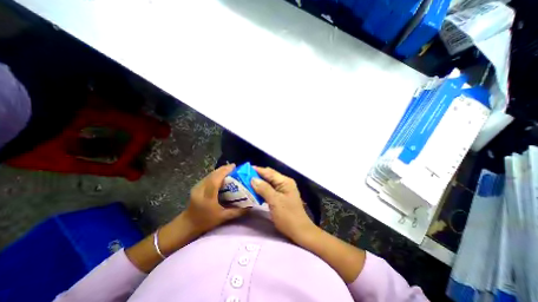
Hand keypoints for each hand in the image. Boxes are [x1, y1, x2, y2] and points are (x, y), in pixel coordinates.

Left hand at [181, 164, 246, 234]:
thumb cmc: (206, 221)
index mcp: (207, 197)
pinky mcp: (197, 185)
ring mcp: (197, 186)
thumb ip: (237, 212)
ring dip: (220, 170)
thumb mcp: (223, 217)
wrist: (188, 224)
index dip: (224, 171)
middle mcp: (201, 189)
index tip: (234, 166)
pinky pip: (208, 176)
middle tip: (234, 167)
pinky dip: (216, 173)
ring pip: (210, 174)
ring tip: (230, 170)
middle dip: (224, 169)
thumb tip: (250, 207)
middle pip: (212, 174)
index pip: (215, 180)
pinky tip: (222, 175)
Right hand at [250, 168, 315, 242]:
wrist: (299, 231)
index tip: (244, 170)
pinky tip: (254, 192)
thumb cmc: (288, 216)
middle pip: (269, 176)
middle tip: (243, 177)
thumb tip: (252, 179)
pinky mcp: (280, 197)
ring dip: (258, 183)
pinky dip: (262, 190)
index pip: (269, 172)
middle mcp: (284, 183)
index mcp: (285, 181)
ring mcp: (283, 190)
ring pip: (268, 183)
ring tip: (246, 184)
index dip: (257, 170)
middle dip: (257, 176)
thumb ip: (264, 189)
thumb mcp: (275, 201)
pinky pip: (269, 190)